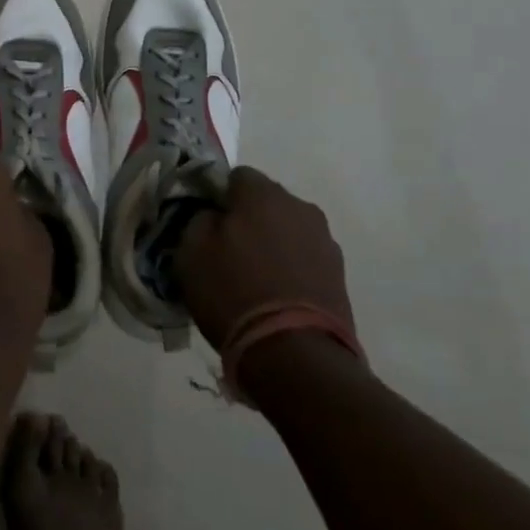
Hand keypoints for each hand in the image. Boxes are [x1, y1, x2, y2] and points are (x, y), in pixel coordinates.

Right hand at [180, 166, 357, 350]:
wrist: (295, 354)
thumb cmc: (234, 292)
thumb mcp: (190, 251)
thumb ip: (198, 219)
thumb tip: (212, 215)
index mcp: (262, 193)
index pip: (235, 176)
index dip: (218, 198)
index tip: (207, 225)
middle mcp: (300, 206)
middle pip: (266, 202)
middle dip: (248, 219)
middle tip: (228, 252)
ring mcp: (325, 240)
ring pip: (288, 230)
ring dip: (273, 244)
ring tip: (255, 279)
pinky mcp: (339, 274)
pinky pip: (305, 259)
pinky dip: (291, 269)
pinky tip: (277, 296)